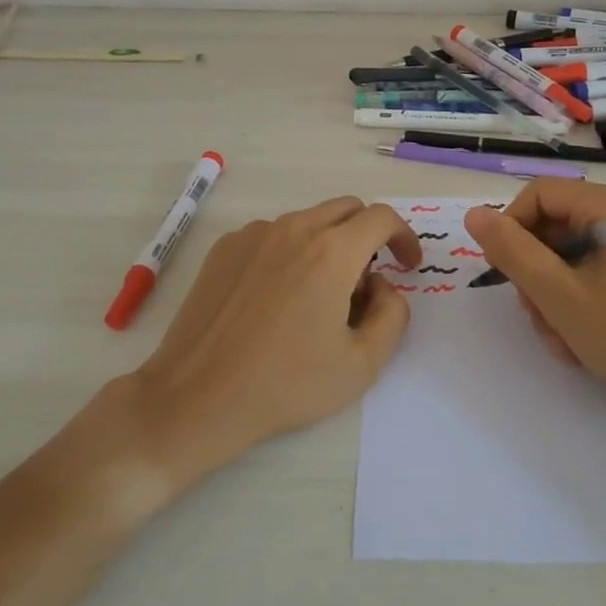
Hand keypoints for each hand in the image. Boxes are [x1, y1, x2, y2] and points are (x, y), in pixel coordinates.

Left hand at [128, 196, 423, 485]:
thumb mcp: (363, 363)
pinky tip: (275, 300)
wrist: (198, 396)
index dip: (404, 237)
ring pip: (307, 222)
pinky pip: (271, 236)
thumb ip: (393, 314)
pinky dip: (289, 254)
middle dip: (367, 237)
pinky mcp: (224, 249)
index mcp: (332, 251)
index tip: (407, 265)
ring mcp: (253, 235)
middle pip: (346, 209)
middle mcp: (293, 229)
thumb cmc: (286, 384)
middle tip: (364, 285)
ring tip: (315, 299)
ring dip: (327, 246)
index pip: (382, 218)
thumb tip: (383, 286)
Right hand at [464, 181, 605, 420]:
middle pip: (553, 229)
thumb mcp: (559, 295)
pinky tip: (582, 342)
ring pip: (568, 258)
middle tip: (540, 317)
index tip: (502, 273)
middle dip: (536, 276)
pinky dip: (577, 306)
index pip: (538, 195)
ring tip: (564, 340)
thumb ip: (512, 251)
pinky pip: (591, 276)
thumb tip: (474, 214)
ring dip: (553, 299)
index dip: (510, 229)